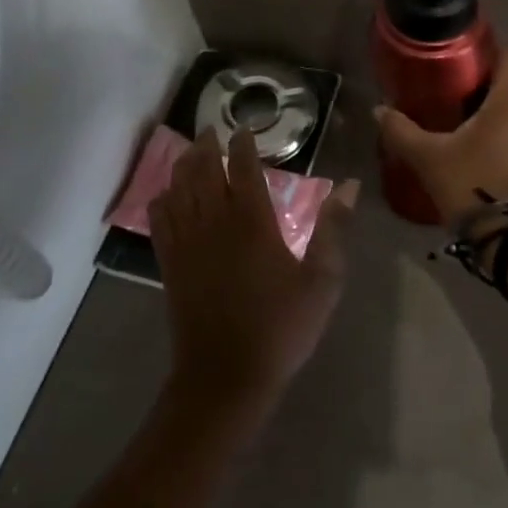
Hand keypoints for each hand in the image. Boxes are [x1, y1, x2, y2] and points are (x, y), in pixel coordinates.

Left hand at [151, 127, 357, 412]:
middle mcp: (214, 221)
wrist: (225, 377)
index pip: (242, 167)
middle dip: (206, 145)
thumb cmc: (281, 327)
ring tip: (189, 152)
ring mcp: (187, 241)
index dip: (242, 144)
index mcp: (252, 221)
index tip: (244, 129)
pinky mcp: (169, 263)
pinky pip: (159, 219)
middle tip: (211, 131)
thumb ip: (333, 229)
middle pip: (202, 169)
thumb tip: (348, 186)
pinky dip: (162, 199)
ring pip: (178, 188)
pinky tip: (167, 195)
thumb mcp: (322, 280)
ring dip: (183, 165)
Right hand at [374, 47, 507, 226]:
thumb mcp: (429, 157)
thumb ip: (402, 130)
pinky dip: (492, 125)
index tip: (458, 51)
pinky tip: (463, 136)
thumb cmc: (473, 183)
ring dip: (484, 103)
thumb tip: (379, 110)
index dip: (487, 46)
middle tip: (443, 80)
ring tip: (449, 107)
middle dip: (478, 76)